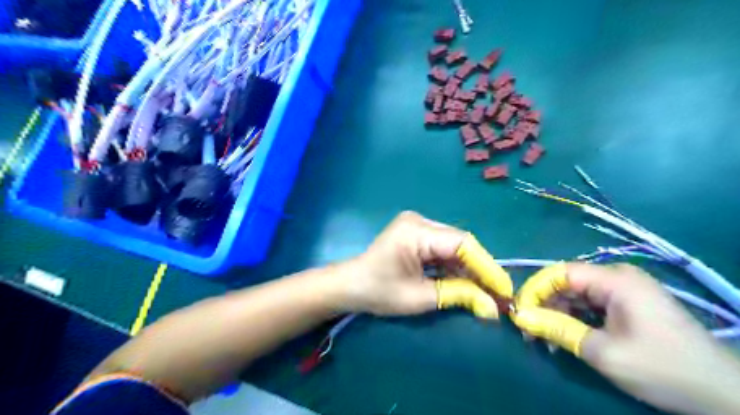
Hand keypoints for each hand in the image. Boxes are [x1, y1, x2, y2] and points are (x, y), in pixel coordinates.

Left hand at [341, 212, 501, 318]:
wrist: (350, 285)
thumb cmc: (378, 292)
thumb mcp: (420, 297)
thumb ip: (458, 296)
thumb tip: (494, 308)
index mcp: (416, 231)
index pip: (462, 244)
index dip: (486, 266)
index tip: (504, 289)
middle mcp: (419, 221)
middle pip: (460, 242)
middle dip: (479, 268)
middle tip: (497, 294)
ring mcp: (417, 224)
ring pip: (454, 245)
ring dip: (468, 268)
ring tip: (484, 291)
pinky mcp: (416, 232)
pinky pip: (443, 247)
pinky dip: (454, 264)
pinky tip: (463, 280)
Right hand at [516, 264, 739, 413]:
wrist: (724, 395)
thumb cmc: (663, 368)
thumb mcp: (603, 351)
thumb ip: (557, 329)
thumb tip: (520, 317)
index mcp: (615, 280)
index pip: (560, 273)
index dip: (534, 289)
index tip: (519, 311)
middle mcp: (618, 277)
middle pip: (567, 282)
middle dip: (544, 304)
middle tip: (529, 330)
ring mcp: (625, 289)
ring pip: (576, 294)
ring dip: (558, 313)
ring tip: (546, 339)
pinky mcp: (629, 303)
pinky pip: (591, 303)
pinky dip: (575, 318)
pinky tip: (567, 337)